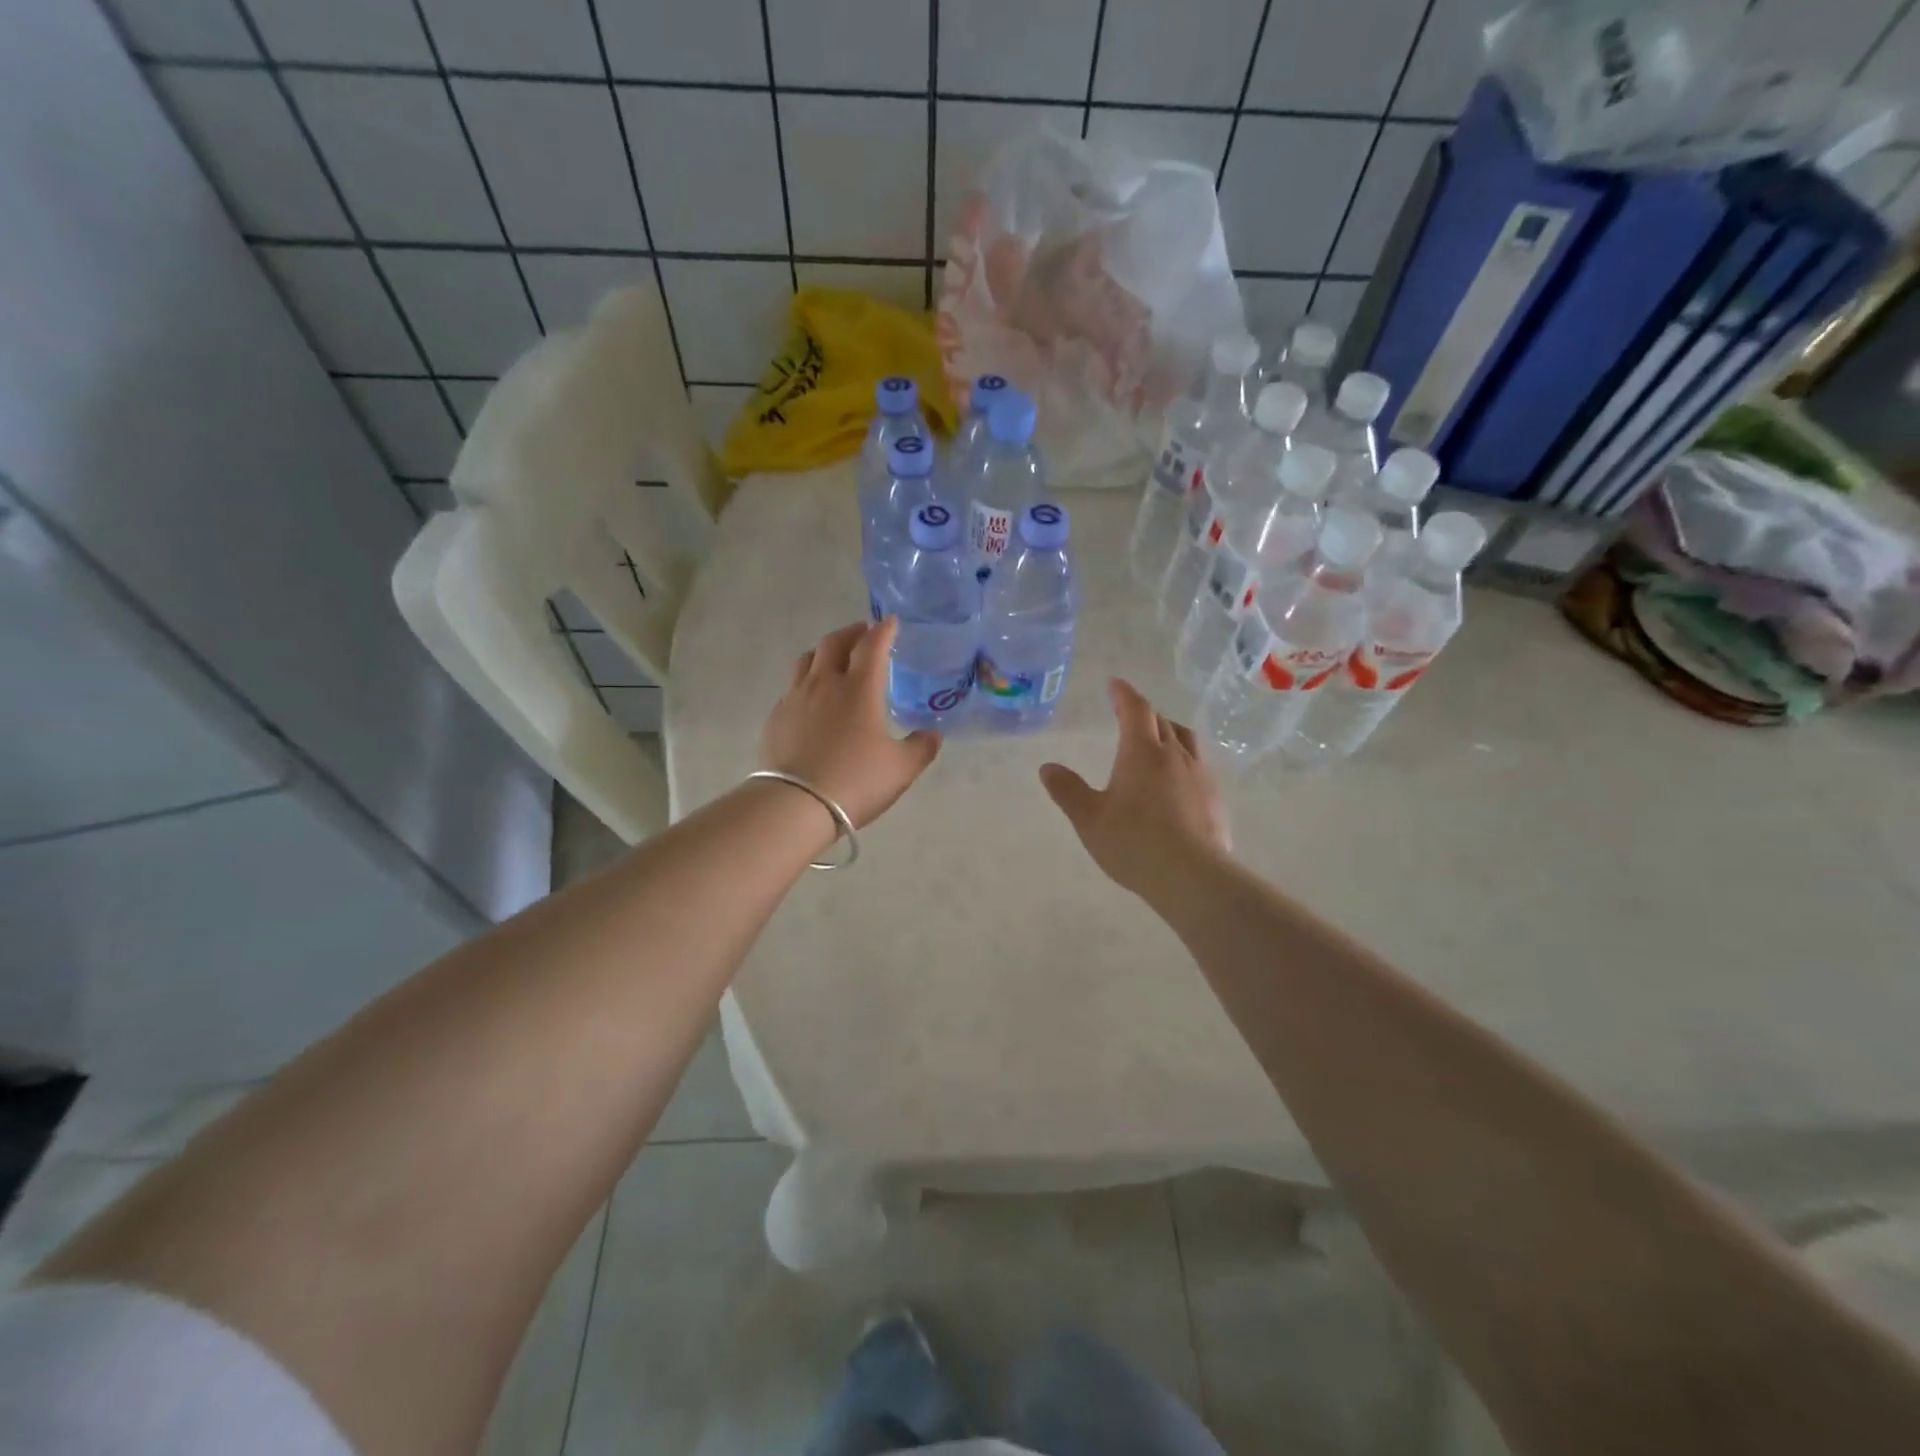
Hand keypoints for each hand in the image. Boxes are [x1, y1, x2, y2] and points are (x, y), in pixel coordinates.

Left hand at [761, 618, 940, 828]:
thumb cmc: (855, 781)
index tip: (891, 622)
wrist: (795, 805)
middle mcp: (825, 683)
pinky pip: (792, 687)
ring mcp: (795, 698)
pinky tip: (812, 699)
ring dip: (824, 651)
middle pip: (834, 642)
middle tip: (863, 634)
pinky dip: (807, 681)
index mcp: (860, 688)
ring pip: (807, 659)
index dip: (884, 630)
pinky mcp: (776, 717)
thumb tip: (932, 734)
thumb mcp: (901, 769)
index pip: (872, 645)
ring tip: (834, 659)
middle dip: (852, 633)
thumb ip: (921, 747)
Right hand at [1039, 678, 1229, 898]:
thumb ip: (1068, 791)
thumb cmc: (1133, 843)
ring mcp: (1200, 775)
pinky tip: (1178, 780)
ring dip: (1169, 731)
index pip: (1135, 710)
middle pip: (1162, 721)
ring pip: (1186, 739)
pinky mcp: (1215, 798)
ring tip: (1159, 738)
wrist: (1192, 876)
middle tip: (1130, 713)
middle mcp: (1174, 755)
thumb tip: (1047, 767)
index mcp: (1141, 752)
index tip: (1115, 684)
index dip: (1124, 694)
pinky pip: (1199, 765)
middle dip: (1144, 712)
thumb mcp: (1089, 819)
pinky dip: (1184, 759)